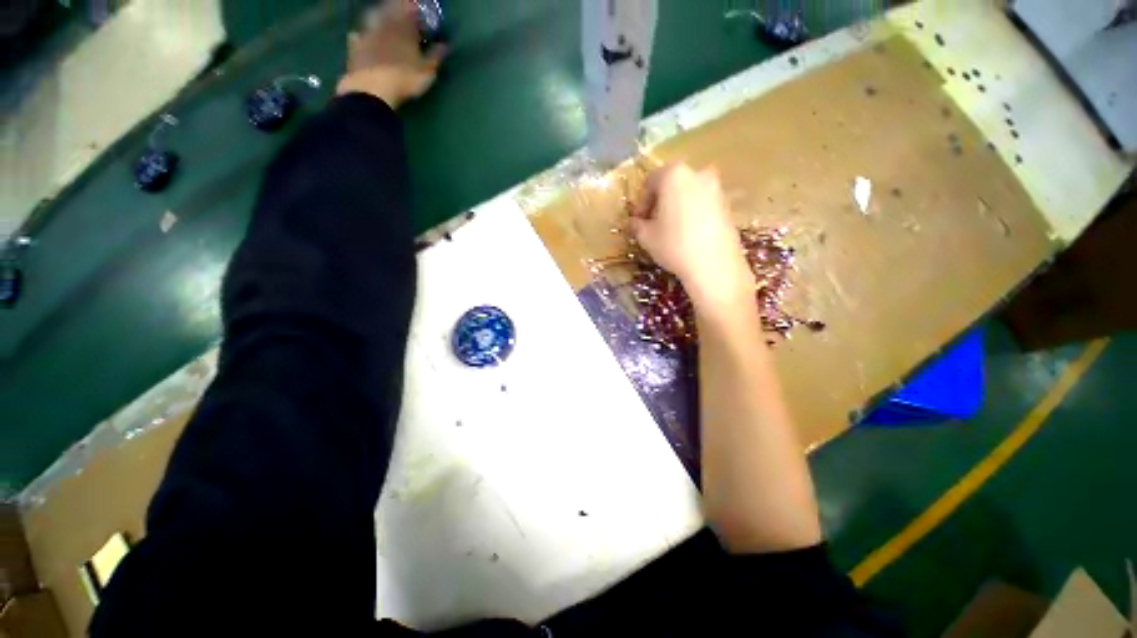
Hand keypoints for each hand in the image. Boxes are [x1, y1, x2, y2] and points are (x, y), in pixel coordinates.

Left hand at [337, 0, 446, 108]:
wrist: (373, 88)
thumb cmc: (405, 79)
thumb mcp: (427, 71)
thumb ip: (435, 56)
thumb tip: (446, 45)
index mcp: (404, 29)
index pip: (410, 11)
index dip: (414, 9)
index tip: (418, 9)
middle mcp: (385, 26)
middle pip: (390, 11)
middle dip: (396, 9)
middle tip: (400, 10)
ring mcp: (368, 34)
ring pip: (373, 18)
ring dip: (379, 17)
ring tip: (383, 19)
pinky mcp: (355, 47)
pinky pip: (358, 36)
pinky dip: (361, 35)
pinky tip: (361, 36)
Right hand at [632, 163, 753, 309]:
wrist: (714, 264)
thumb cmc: (673, 245)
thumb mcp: (646, 237)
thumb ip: (636, 225)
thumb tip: (634, 222)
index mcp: (674, 175)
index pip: (651, 182)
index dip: (641, 203)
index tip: (638, 221)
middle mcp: (697, 174)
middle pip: (672, 184)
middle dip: (660, 203)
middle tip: (653, 224)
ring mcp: (716, 188)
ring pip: (689, 194)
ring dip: (677, 208)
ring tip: (670, 231)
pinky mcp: (728, 205)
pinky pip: (703, 205)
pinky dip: (693, 214)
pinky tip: (688, 235)